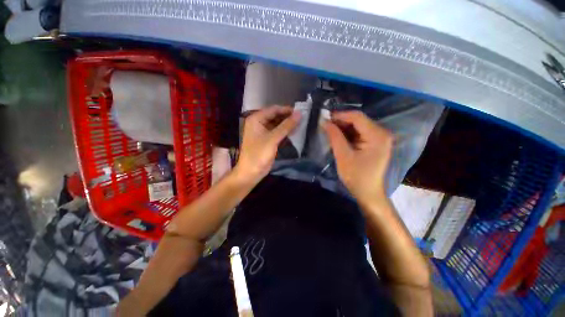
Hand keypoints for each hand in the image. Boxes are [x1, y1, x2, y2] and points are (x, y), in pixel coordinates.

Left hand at [235, 105, 300, 182]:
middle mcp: (258, 123)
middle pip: (275, 116)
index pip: (273, 109)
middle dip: (288, 117)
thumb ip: (286, 126)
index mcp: (256, 119)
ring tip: (300, 124)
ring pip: (277, 124)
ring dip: (287, 125)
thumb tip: (299, 114)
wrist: (251, 172)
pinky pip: (277, 132)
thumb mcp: (273, 138)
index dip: (287, 110)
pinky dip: (285, 132)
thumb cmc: (259, 153)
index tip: (300, 111)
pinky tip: (294, 132)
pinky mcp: (267, 140)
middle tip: (302, 118)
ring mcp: (262, 132)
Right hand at [322, 111, 392, 201]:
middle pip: (359, 120)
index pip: (357, 117)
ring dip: (343, 128)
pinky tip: (338, 137)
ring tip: (329, 131)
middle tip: (325, 126)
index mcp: (377, 136)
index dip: (340, 115)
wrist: (368, 192)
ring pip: (358, 126)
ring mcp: (379, 137)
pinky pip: (359, 133)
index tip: (325, 118)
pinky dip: (348, 134)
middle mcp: (381, 133)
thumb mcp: (343, 156)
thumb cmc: (356, 176)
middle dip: (341, 122)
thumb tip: (325, 122)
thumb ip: (334, 137)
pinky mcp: (375, 142)